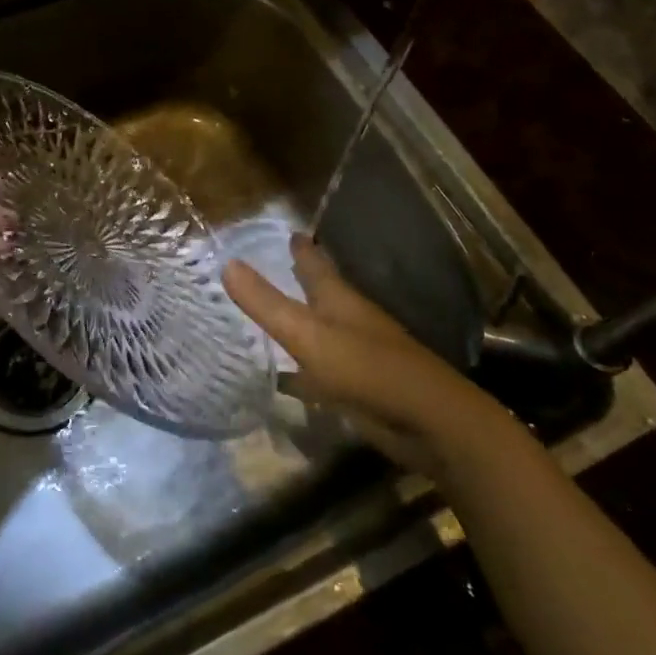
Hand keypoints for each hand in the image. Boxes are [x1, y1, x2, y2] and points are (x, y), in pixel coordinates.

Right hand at [223, 236, 520, 478]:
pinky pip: (319, 369)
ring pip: (321, 329)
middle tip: (278, 266)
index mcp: (339, 299)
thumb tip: (226, 262)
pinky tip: (282, 376)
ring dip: (302, 320)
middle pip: (321, 293)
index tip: (289, 232)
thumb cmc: (366, 368)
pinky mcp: (357, 387)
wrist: (429, 422)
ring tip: (274, 314)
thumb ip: (266, 303)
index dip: (301, 248)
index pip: (315, 263)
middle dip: (302, 280)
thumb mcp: (307, 334)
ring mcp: (357, 354)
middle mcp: (349, 320)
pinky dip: (301, 368)